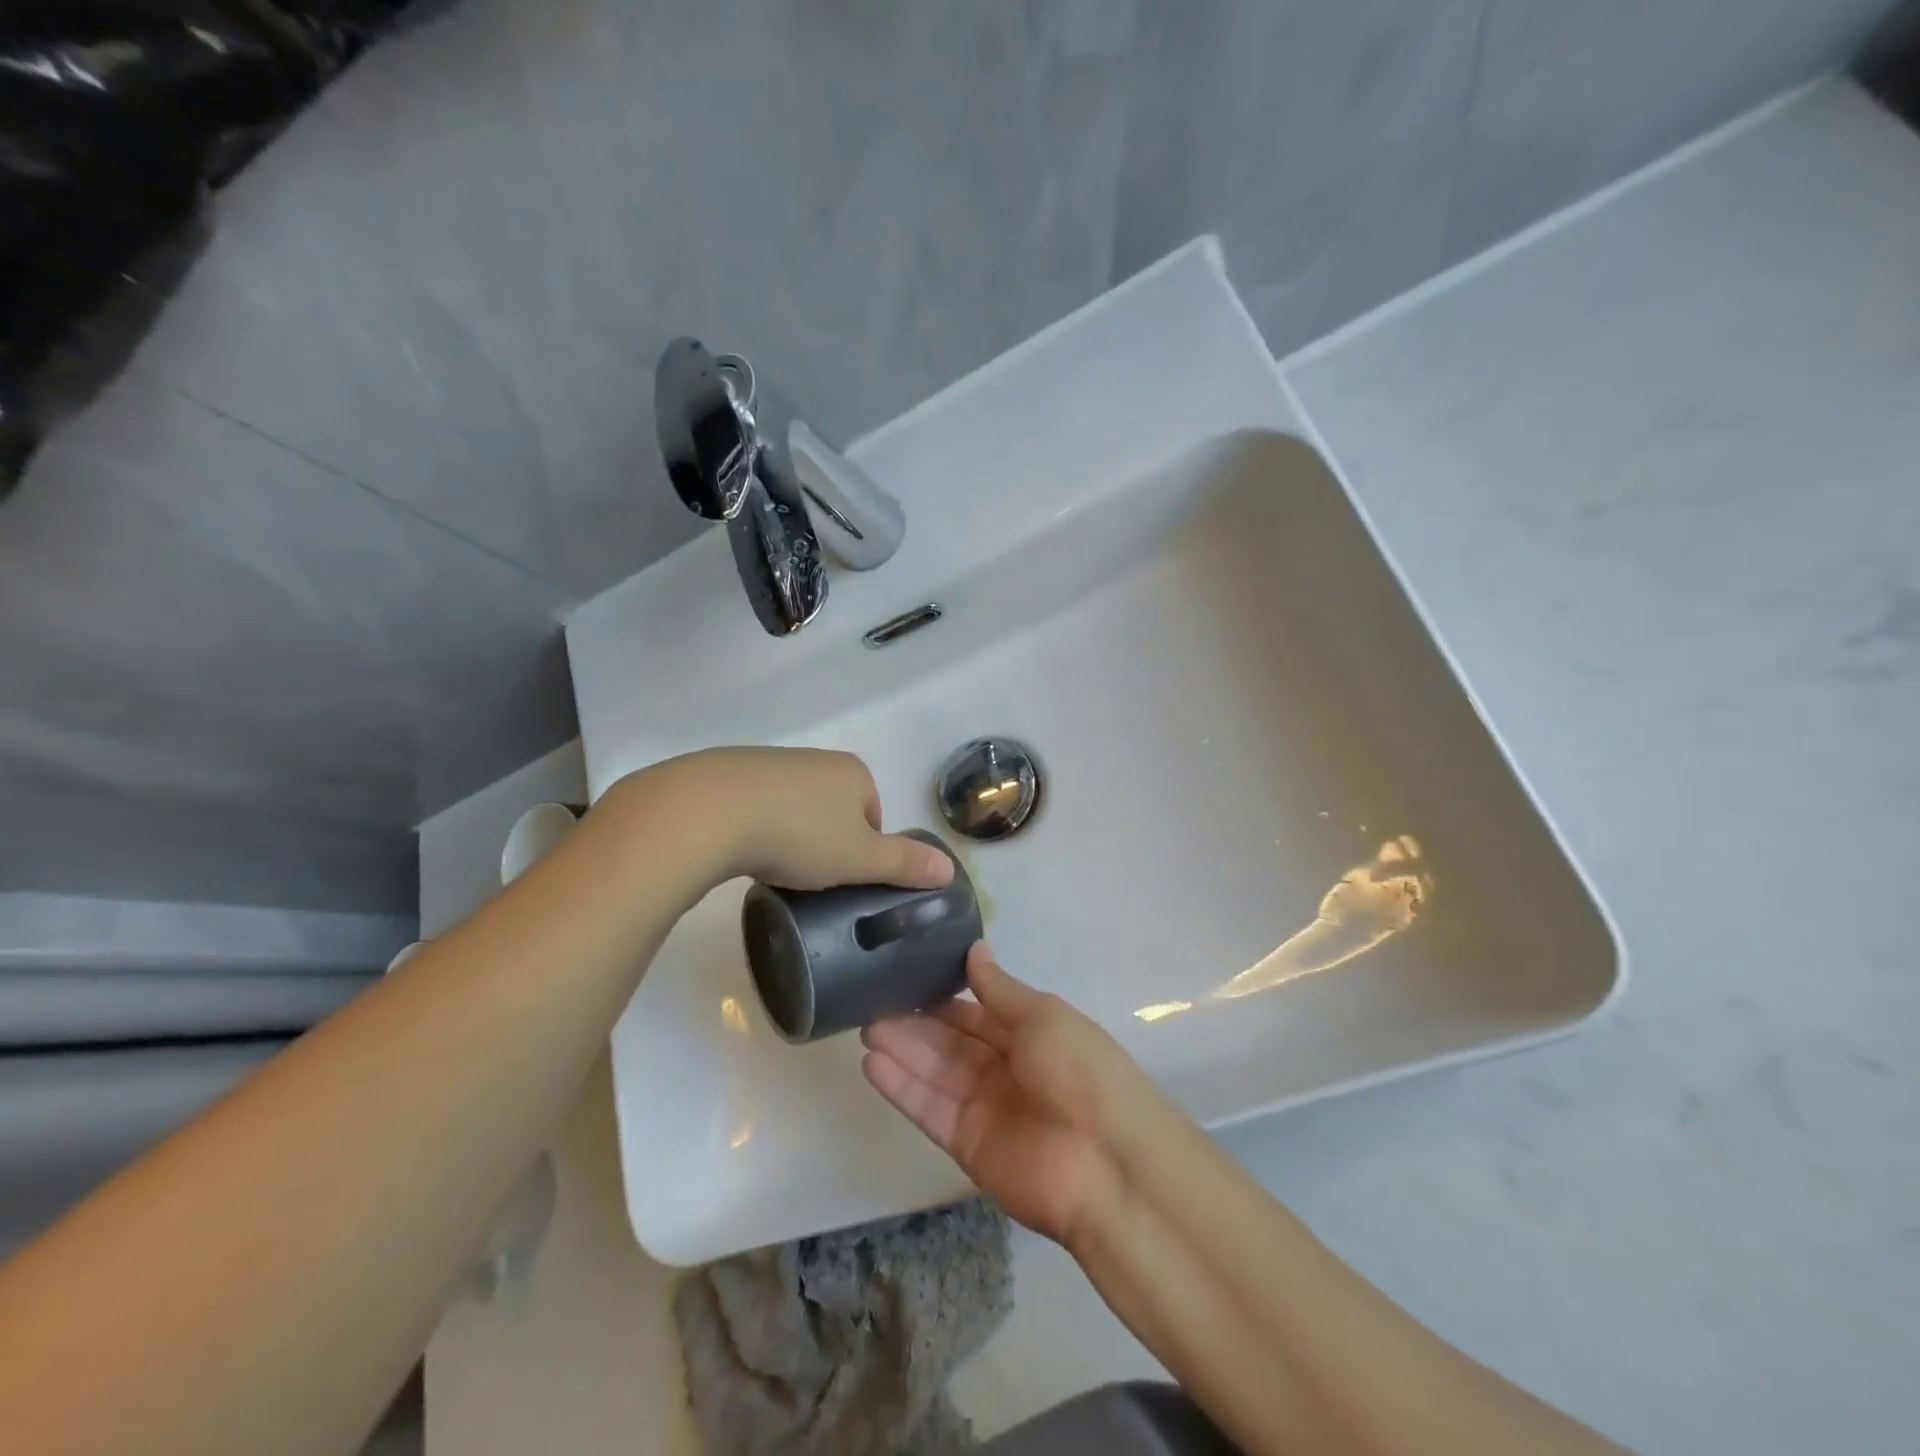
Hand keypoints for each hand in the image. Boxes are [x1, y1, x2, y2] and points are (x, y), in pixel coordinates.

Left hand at [650, 747, 953, 891]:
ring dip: (788, 834)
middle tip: (807, 876)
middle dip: (824, 842)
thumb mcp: (859, 858)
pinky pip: (754, 805)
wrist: (708, 811)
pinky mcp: (728, 771)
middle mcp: (816, 759)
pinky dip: (753, 826)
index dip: (862, 851)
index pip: (874, 816)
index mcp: (854, 773)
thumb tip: (949, 870)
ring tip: (771, 865)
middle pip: (834, 810)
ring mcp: (770, 762)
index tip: (840, 877)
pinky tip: (740, 848)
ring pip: (794, 807)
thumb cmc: (798, 835)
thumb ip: (904, 864)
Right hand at [861, 944, 1146, 1245]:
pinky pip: (929, 1109)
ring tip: (864, 1026)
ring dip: (902, 1050)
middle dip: (914, 1022)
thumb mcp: (1042, 1016)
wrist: (1107, 1160)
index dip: (942, 997)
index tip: (905, 975)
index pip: (975, 1012)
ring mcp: (984, 1107)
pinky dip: (902, 1087)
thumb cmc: (1080, 1069)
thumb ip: (999, 989)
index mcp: (1029, 1034)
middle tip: (871, 1000)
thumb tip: (975, 948)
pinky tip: (872, 1064)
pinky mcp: (966, 1144)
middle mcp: (1004, 1068)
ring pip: (935, 1072)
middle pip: (950, 1042)